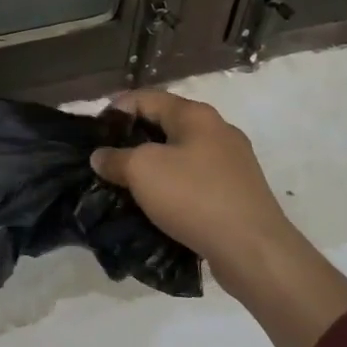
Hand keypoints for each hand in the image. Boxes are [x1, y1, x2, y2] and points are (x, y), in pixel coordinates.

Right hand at [92, 90, 346, 346]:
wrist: (253, 249)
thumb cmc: (194, 197)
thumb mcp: (142, 171)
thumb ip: (115, 158)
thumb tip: (101, 156)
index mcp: (195, 115)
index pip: (146, 97)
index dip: (116, 109)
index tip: (93, 133)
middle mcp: (217, 130)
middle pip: (164, 124)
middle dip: (132, 140)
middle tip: (106, 160)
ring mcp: (232, 162)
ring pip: (180, 154)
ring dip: (152, 166)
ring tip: (126, 185)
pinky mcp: (237, 192)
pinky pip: (195, 180)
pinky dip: (172, 187)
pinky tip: (157, 206)